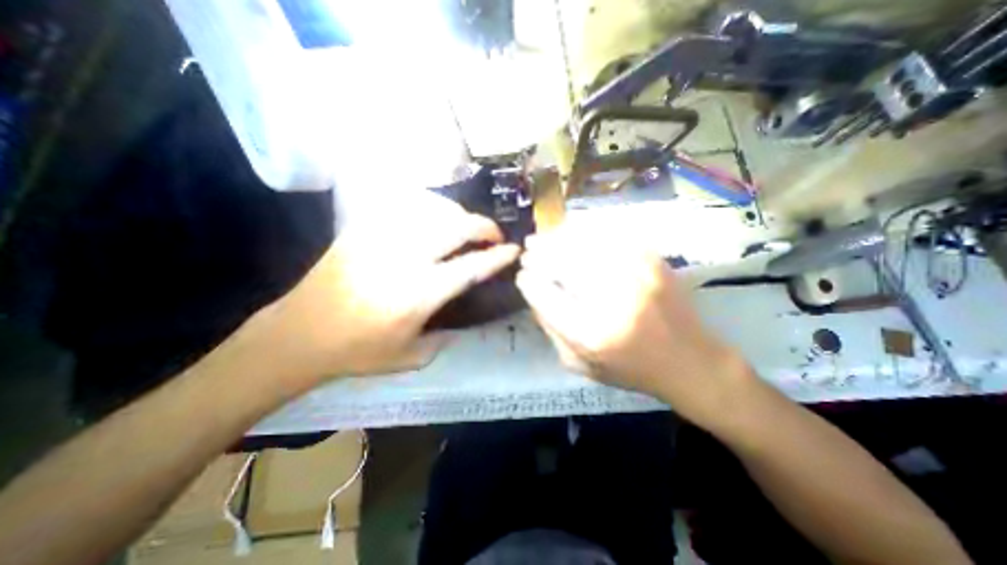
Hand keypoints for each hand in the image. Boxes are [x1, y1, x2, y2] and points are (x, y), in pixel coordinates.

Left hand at [249, 190, 519, 388]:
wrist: (299, 334)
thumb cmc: (358, 352)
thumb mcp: (411, 357)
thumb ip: (445, 336)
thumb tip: (461, 315)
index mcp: (418, 294)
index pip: (470, 267)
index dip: (497, 256)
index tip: (513, 250)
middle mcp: (404, 260)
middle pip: (456, 227)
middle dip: (484, 227)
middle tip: (493, 235)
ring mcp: (381, 238)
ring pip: (433, 209)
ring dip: (458, 214)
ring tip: (466, 226)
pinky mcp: (363, 229)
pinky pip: (404, 205)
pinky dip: (429, 206)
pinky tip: (434, 217)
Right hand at [515, 226, 750, 423]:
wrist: (689, 362)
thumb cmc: (630, 370)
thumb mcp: (580, 365)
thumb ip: (551, 330)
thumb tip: (535, 294)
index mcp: (590, 334)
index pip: (545, 296)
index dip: (528, 281)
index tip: (522, 276)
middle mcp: (611, 300)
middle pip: (562, 263)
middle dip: (538, 254)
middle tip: (528, 251)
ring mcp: (635, 275)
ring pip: (584, 243)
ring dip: (557, 238)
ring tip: (544, 238)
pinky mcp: (652, 261)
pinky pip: (610, 236)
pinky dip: (586, 231)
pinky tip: (573, 232)